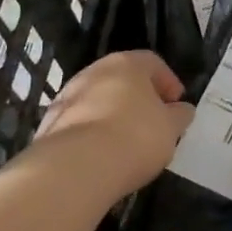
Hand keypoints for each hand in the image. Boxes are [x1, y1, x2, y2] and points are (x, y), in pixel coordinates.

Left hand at [32, 50, 192, 196]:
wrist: (76, 167)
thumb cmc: (135, 136)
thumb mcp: (170, 128)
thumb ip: (179, 116)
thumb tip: (182, 110)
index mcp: (127, 63)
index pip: (153, 62)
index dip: (168, 82)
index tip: (177, 105)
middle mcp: (94, 71)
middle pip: (122, 79)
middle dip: (139, 99)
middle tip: (153, 122)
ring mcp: (67, 96)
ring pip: (98, 100)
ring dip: (113, 115)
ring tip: (127, 143)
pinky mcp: (49, 124)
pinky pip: (80, 124)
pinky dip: (93, 134)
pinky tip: (102, 156)